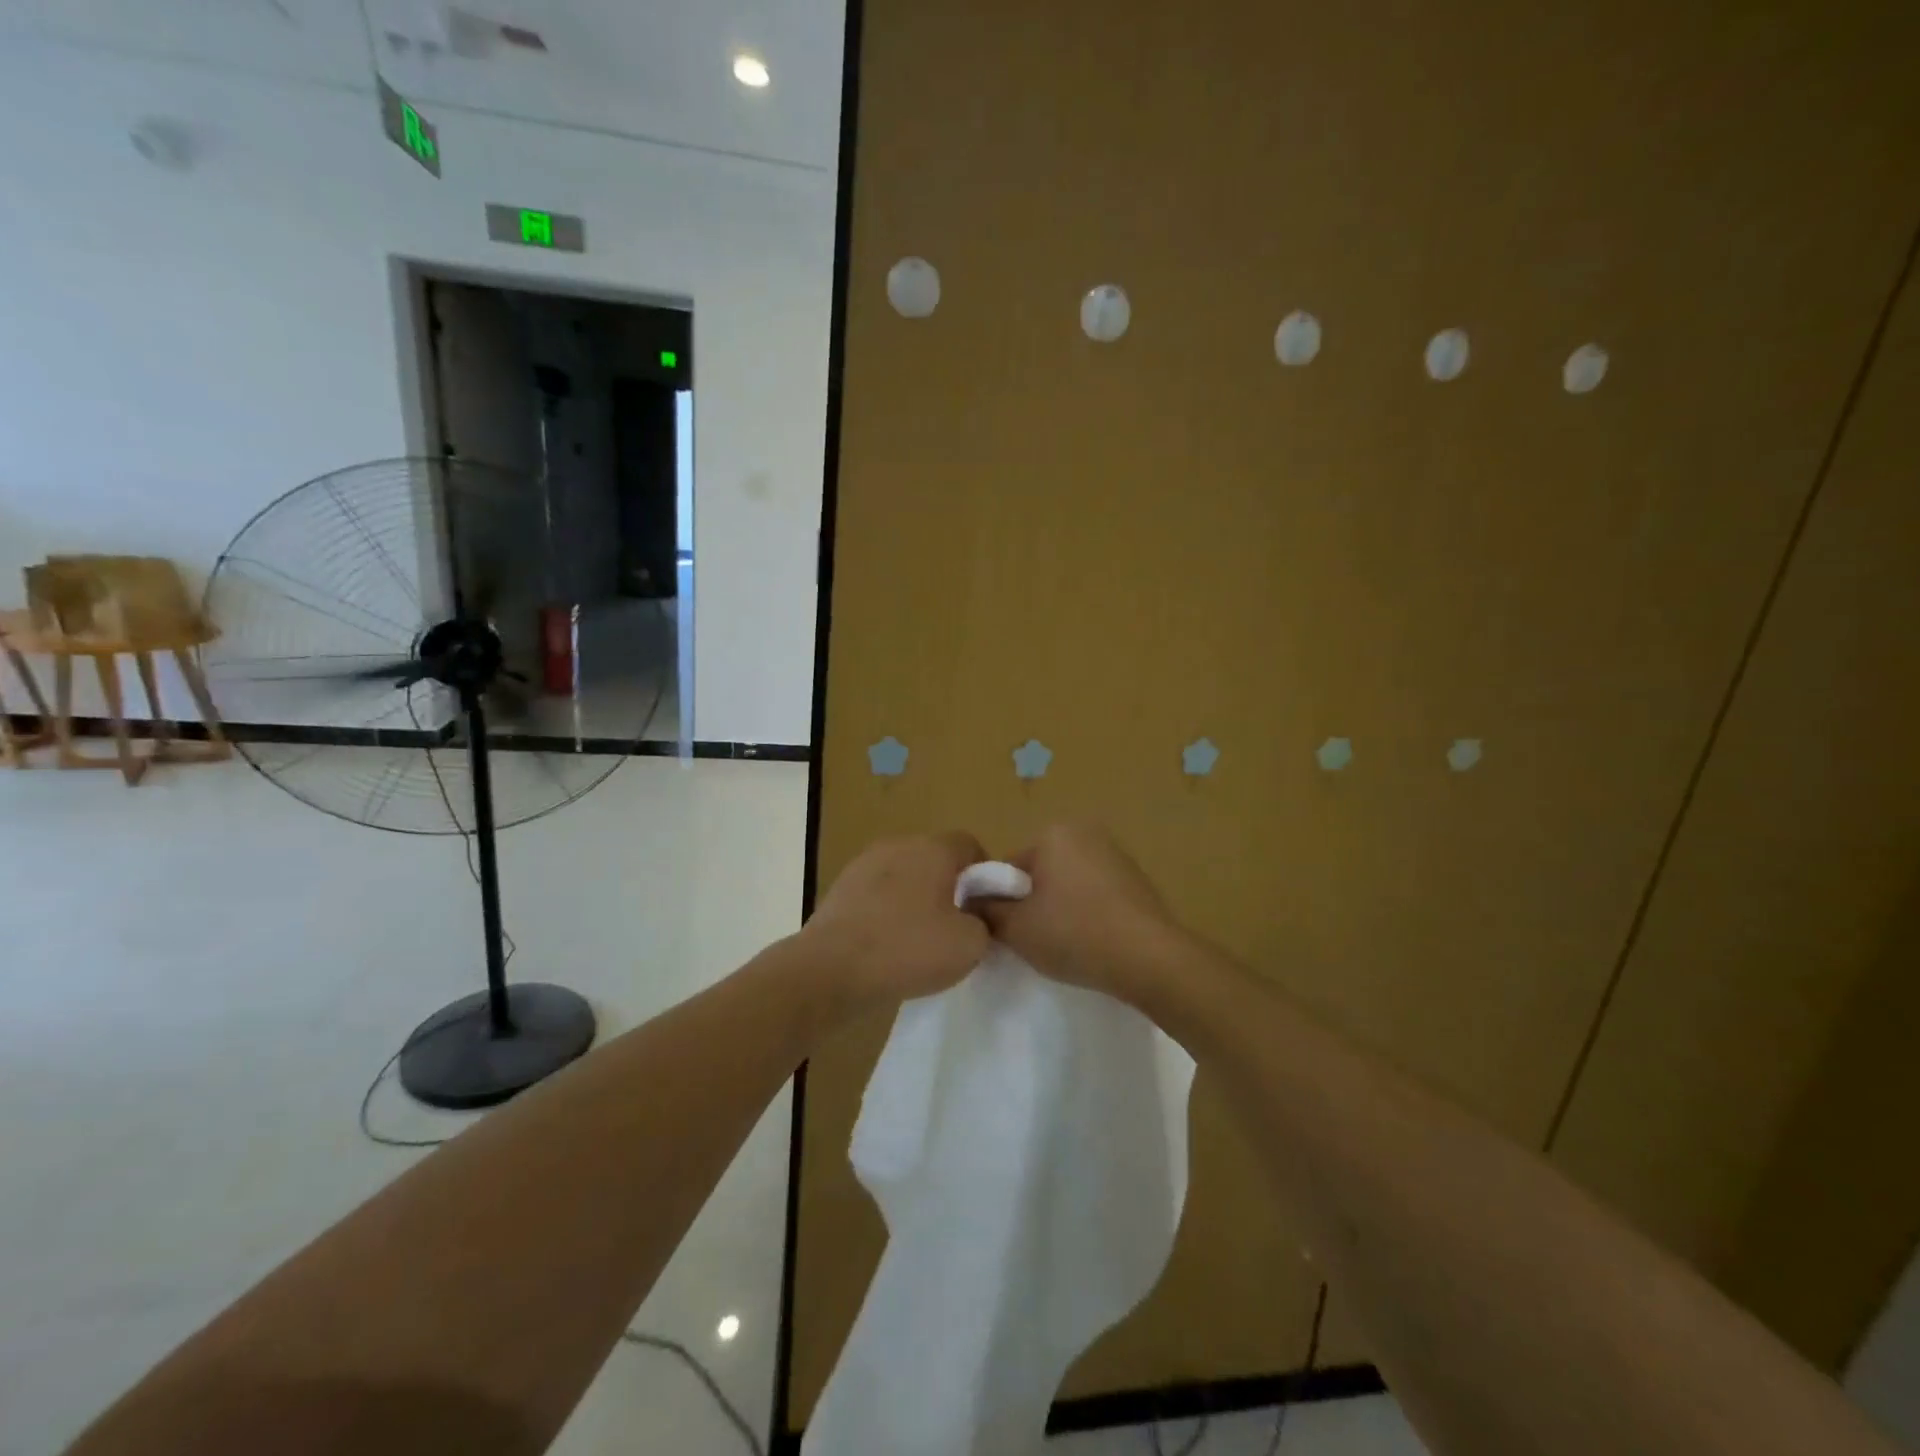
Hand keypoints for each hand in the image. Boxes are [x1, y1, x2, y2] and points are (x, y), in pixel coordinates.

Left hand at [801, 831, 990, 1010]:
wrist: (830, 970)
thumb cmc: (907, 949)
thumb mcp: (970, 945)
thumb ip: (983, 922)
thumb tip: (971, 917)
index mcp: (932, 849)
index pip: (969, 845)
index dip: (984, 874)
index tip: (983, 908)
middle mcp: (898, 845)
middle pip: (934, 858)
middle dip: (948, 887)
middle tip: (954, 926)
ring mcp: (863, 864)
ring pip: (904, 876)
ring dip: (915, 899)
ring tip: (917, 940)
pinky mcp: (840, 888)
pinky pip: (877, 894)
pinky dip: (886, 912)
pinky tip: (886, 945)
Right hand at [978, 824, 1186, 1004]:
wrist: (1151, 960)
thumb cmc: (1075, 934)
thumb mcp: (1016, 927)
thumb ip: (986, 910)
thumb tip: (971, 901)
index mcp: (1053, 833)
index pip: (1008, 867)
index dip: (1001, 901)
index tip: (1006, 931)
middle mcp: (1085, 832)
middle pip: (1039, 872)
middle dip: (1031, 902)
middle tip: (1034, 939)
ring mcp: (1116, 854)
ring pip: (1067, 883)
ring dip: (1059, 908)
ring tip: (1064, 944)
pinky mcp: (1136, 879)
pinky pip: (1095, 893)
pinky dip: (1087, 912)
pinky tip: (1091, 940)